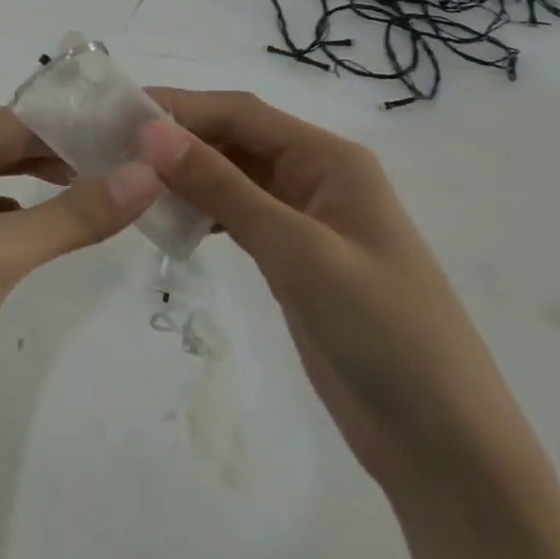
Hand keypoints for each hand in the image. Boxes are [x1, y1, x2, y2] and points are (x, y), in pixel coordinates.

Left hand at [0, 106, 163, 459]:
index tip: (124, 136)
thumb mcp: (2, 251)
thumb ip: (75, 214)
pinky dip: (11, 218)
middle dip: (55, 155)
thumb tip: (148, 175)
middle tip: (118, 165)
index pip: (14, 120)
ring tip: (90, 192)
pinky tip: (37, 235)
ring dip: (35, 186)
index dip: (68, 125)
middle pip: (0, 146)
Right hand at [140, 89, 536, 487]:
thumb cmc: (383, 333)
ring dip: (187, 174)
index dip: (182, 107)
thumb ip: (223, 188)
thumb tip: (151, 131)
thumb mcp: (298, 252)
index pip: (242, 112)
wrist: (447, 451)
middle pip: (236, 139)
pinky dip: (204, 211)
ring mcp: (307, 220)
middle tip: (112, 146)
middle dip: (179, 138)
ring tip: (129, 179)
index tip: (120, 113)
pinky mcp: (296, 259)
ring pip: (234, 176)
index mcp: (330, 159)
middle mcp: (317, 177)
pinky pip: (240, 215)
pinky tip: (170, 219)